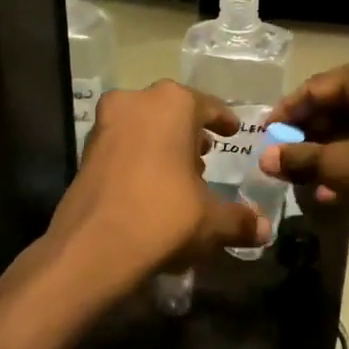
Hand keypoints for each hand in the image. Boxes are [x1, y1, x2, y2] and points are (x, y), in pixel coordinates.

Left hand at [46, 80, 267, 294]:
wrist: (92, 246)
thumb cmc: (163, 217)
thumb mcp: (212, 221)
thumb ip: (240, 220)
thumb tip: (263, 230)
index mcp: (173, 104)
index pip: (207, 105)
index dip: (222, 120)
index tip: (232, 131)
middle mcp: (136, 102)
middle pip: (172, 111)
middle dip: (189, 131)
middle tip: (206, 154)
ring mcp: (106, 123)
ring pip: (143, 125)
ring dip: (162, 143)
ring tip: (181, 173)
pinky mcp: (85, 149)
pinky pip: (123, 144)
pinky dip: (139, 156)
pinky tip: (151, 186)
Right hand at [261, 52, 348, 228]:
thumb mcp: (345, 166)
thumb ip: (301, 159)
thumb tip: (266, 159)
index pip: (314, 89)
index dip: (285, 116)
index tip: (263, 138)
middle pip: (338, 103)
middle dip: (310, 138)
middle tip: (286, 163)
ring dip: (334, 150)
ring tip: (312, 183)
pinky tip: (344, 184)